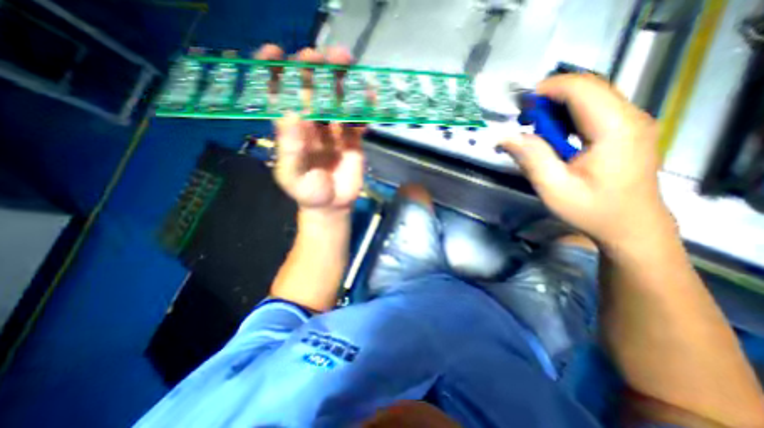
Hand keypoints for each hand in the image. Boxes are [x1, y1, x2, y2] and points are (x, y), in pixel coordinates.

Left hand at [256, 45, 364, 215]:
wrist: (332, 205)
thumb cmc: (308, 192)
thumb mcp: (292, 175)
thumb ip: (290, 148)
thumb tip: (290, 112)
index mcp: (291, 131)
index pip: (280, 96)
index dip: (275, 74)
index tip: (274, 52)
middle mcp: (312, 125)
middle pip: (312, 92)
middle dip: (315, 71)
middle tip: (322, 55)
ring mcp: (334, 131)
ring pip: (337, 101)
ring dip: (342, 83)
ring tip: (348, 64)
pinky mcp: (352, 139)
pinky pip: (358, 121)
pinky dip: (364, 109)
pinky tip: (371, 98)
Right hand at [507, 73, 670, 247]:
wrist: (631, 227)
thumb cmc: (592, 210)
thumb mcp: (554, 188)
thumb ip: (531, 158)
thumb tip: (506, 137)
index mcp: (614, 129)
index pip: (582, 88)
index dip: (548, 89)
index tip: (521, 106)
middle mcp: (630, 117)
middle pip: (588, 88)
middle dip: (550, 98)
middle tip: (524, 121)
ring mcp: (632, 123)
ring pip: (591, 97)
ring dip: (558, 107)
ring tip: (535, 129)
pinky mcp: (626, 131)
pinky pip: (595, 111)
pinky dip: (569, 117)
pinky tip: (555, 136)